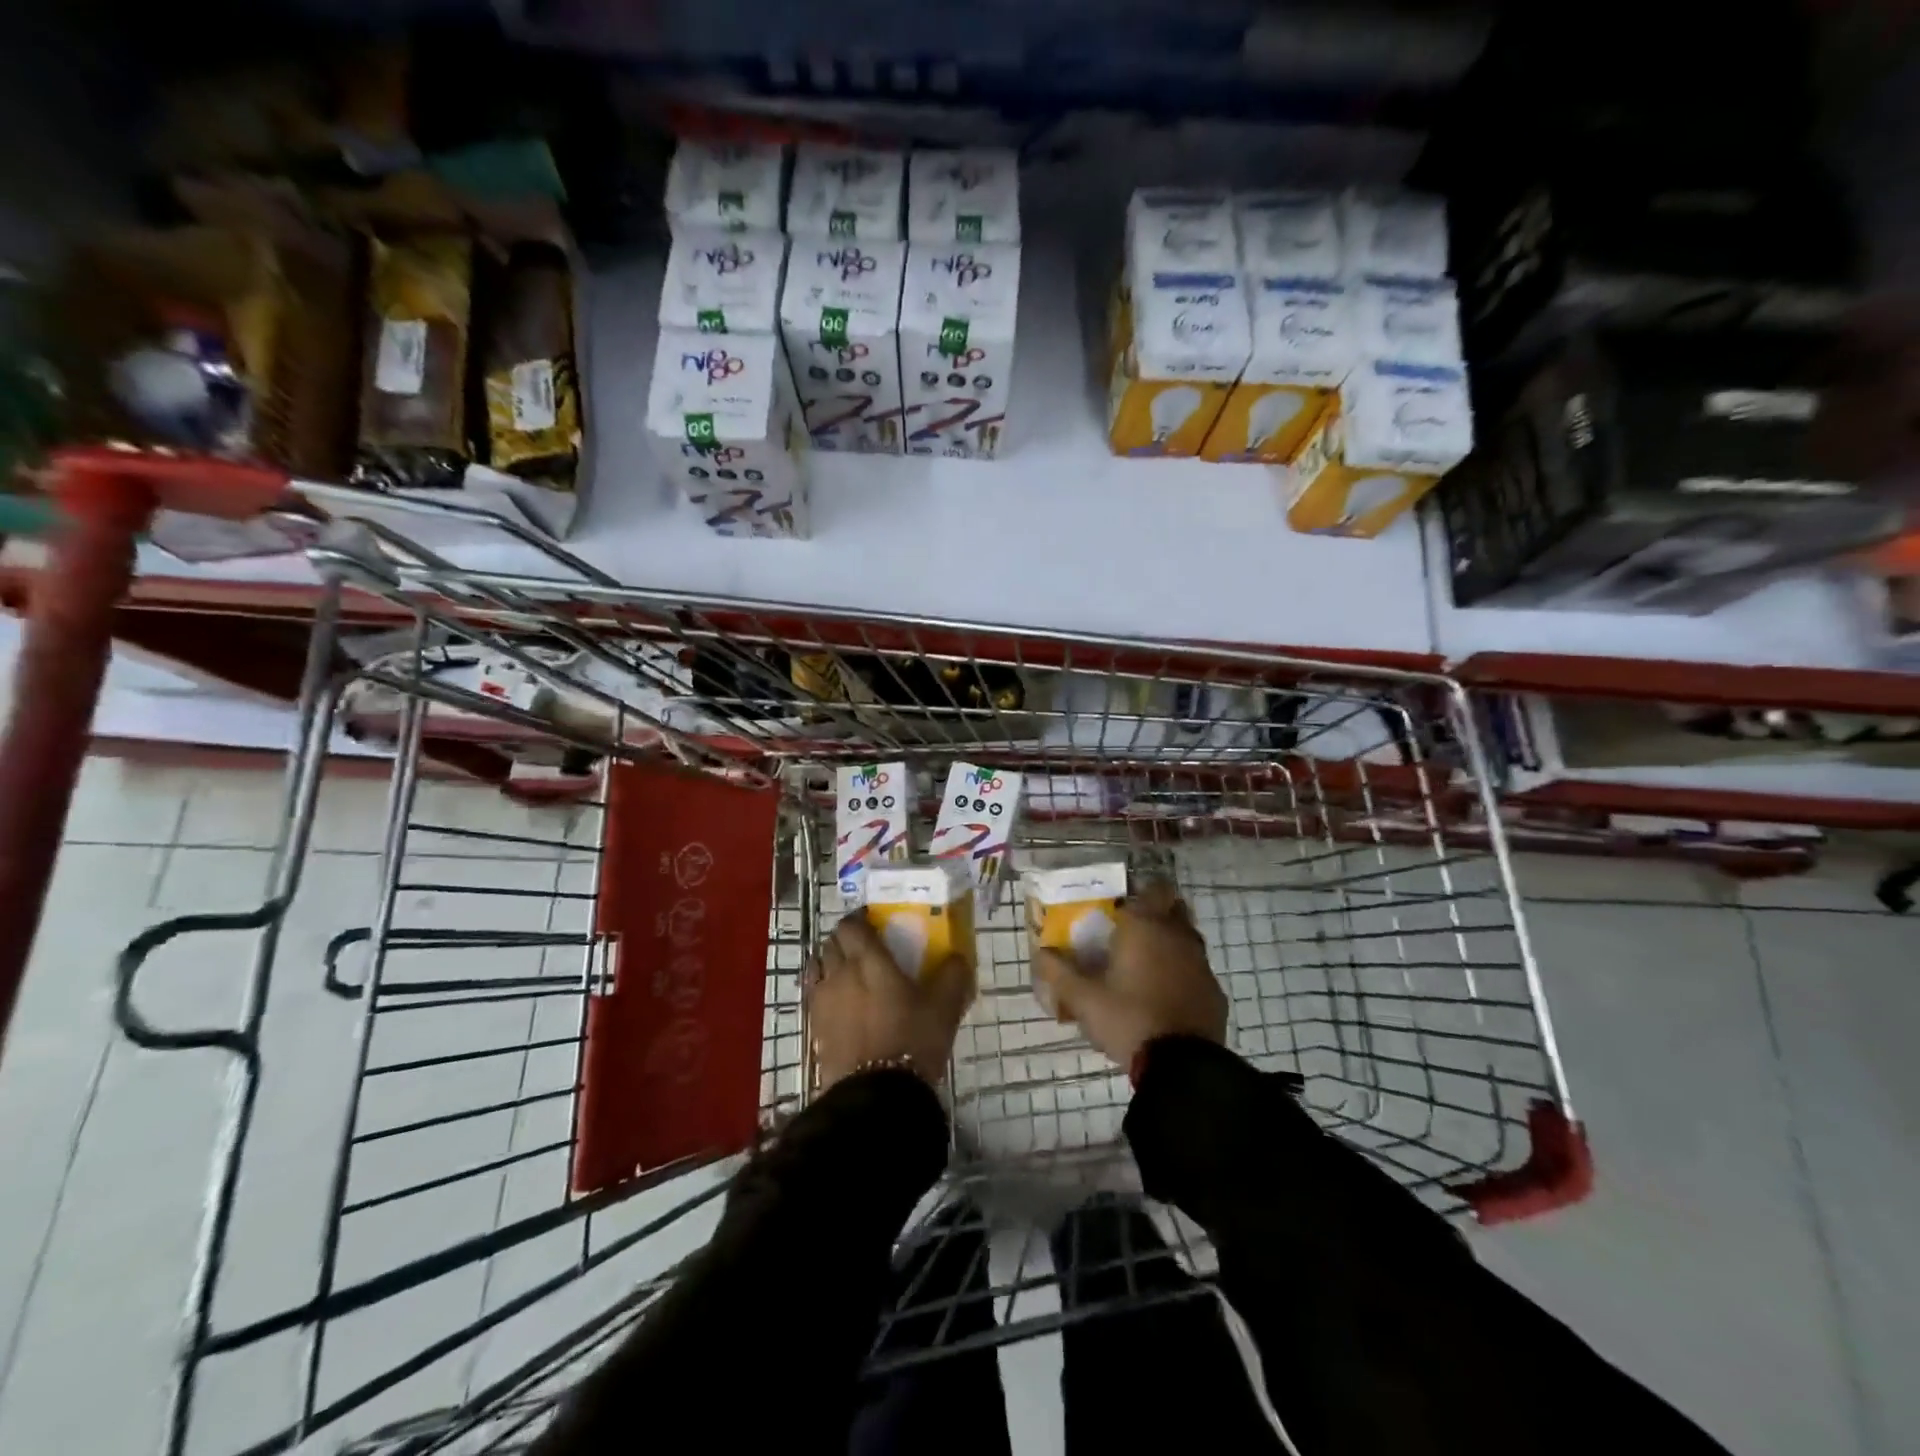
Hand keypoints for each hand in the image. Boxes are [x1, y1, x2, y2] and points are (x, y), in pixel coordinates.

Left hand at [805, 915, 974, 1090]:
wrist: (876, 1094)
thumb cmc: (912, 1040)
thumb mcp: (944, 1006)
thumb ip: (953, 975)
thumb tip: (957, 957)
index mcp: (868, 960)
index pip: (851, 925)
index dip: (860, 919)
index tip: (874, 922)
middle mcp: (839, 972)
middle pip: (831, 942)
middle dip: (845, 940)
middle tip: (866, 949)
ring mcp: (822, 1000)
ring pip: (818, 967)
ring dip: (830, 963)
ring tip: (849, 974)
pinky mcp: (814, 1027)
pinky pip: (814, 995)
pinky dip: (824, 991)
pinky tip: (841, 1004)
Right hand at [1034, 878, 1226, 1067]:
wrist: (1181, 1066)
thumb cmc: (1128, 1020)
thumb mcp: (1083, 999)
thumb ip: (1059, 972)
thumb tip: (1040, 953)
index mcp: (1145, 927)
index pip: (1152, 888)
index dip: (1138, 893)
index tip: (1119, 908)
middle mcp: (1177, 935)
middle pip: (1173, 907)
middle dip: (1155, 913)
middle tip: (1130, 933)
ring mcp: (1201, 963)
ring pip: (1187, 937)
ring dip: (1170, 943)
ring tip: (1145, 965)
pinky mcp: (1214, 991)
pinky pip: (1196, 969)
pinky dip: (1183, 973)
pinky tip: (1165, 994)